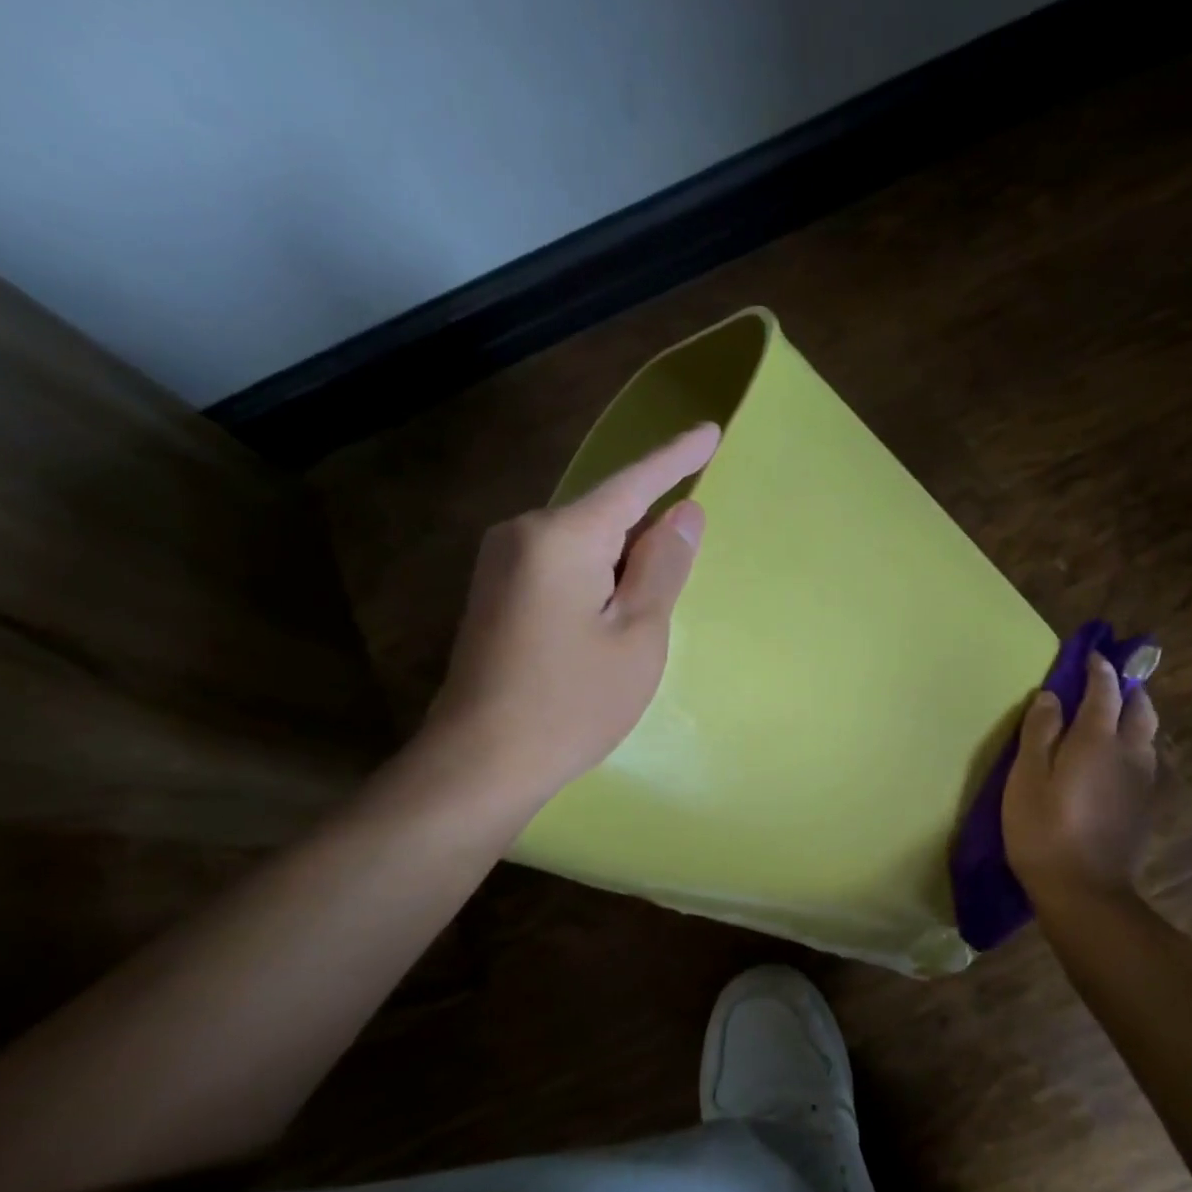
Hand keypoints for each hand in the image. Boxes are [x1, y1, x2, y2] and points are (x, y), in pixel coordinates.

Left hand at [421, 423, 718, 810]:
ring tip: (642, 610)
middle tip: (680, 569)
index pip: (633, 483)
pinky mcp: (496, 591)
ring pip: (583, 542)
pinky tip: (606, 617)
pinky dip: (595, 577)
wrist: (482, 761)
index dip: (676, 458)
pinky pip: (560, 563)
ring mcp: (502, 562)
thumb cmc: (574, 701)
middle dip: (646, 530)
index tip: (710, 430)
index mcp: (563, 535)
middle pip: (605, 513)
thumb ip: (662, 566)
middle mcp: (524, 533)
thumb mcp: (638, 634)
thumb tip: (683, 513)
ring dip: (620, 561)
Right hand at [1002, 653, 1159, 911]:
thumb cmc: (1044, 830)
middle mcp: (1129, 752)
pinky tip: (1115, 757)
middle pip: (1140, 708)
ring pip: (1147, 734)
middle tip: (1108, 682)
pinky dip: (1133, 744)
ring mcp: (1142, 781)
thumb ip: (1040, 732)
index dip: (1099, 669)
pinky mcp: (1144, 806)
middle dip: (1127, 689)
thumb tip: (1051, 696)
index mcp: (1098, 739)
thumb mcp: (1026, 778)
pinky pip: (1144, 759)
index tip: (1092, 655)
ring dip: (1134, 716)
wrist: (1084, 891)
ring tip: (1113, 716)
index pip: (1105, 690)